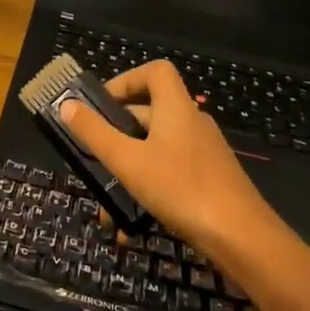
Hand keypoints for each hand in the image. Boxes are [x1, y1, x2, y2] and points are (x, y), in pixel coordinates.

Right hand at [59, 60, 286, 259]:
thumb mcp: (128, 161)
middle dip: (116, 134)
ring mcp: (203, 153)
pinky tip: (130, 226)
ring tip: (105, 203)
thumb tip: (66, 104)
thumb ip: (95, 133)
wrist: (243, 238)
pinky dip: (147, 189)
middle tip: (91, 157)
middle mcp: (192, 123)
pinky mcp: (210, 180)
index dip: (126, 80)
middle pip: (149, 112)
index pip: (155, 72)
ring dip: (128, 170)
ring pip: (155, 150)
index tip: (101, 104)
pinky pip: (170, 173)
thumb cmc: (181, 188)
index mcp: (176, 108)